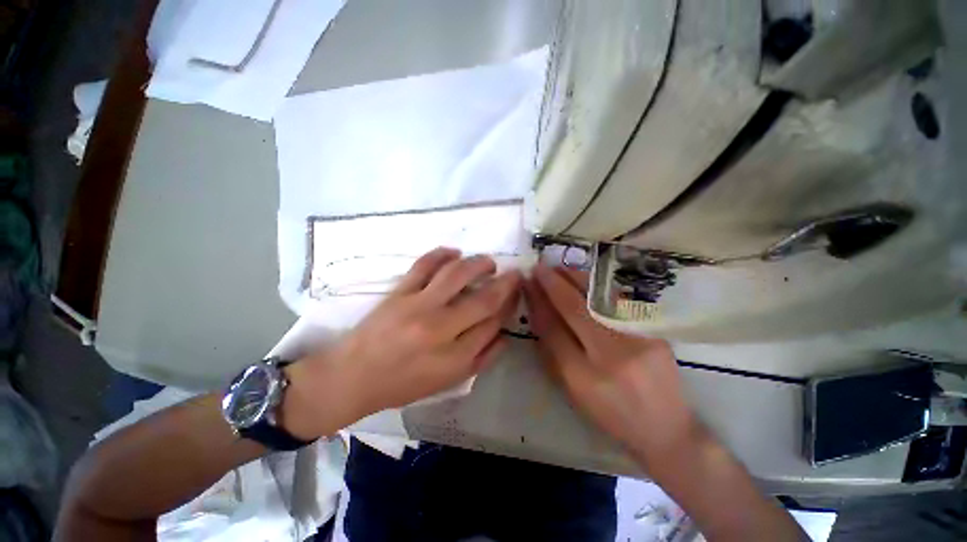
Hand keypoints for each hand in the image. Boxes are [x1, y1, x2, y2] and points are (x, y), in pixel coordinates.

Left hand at [284, 248, 520, 437]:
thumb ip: (481, 359)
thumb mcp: (447, 382)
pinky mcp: (399, 292)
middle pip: (483, 300)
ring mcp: (418, 306)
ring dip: (479, 264)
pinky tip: (454, 252)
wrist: (353, 376)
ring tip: (488, 263)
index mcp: (454, 358)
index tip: (515, 294)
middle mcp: (440, 329)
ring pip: (457, 275)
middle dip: (505, 284)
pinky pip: (424, 265)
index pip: (492, 324)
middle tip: (514, 273)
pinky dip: (442, 254)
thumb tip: (504, 334)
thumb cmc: (402, 384)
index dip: (508, 306)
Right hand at [523, 265, 703, 469]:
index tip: (528, 284)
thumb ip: (552, 350)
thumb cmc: (609, 412)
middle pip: (576, 309)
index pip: (553, 329)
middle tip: (539, 268)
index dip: (538, 303)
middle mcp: (612, 356)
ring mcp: (637, 340)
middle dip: (553, 284)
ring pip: (599, 299)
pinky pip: (618, 301)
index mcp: (584, 378)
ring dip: (574, 279)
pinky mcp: (654, 331)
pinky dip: (597, 286)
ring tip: (558, 268)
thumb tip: (537, 311)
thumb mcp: (572, 389)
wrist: (665, 426)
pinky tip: (584, 279)